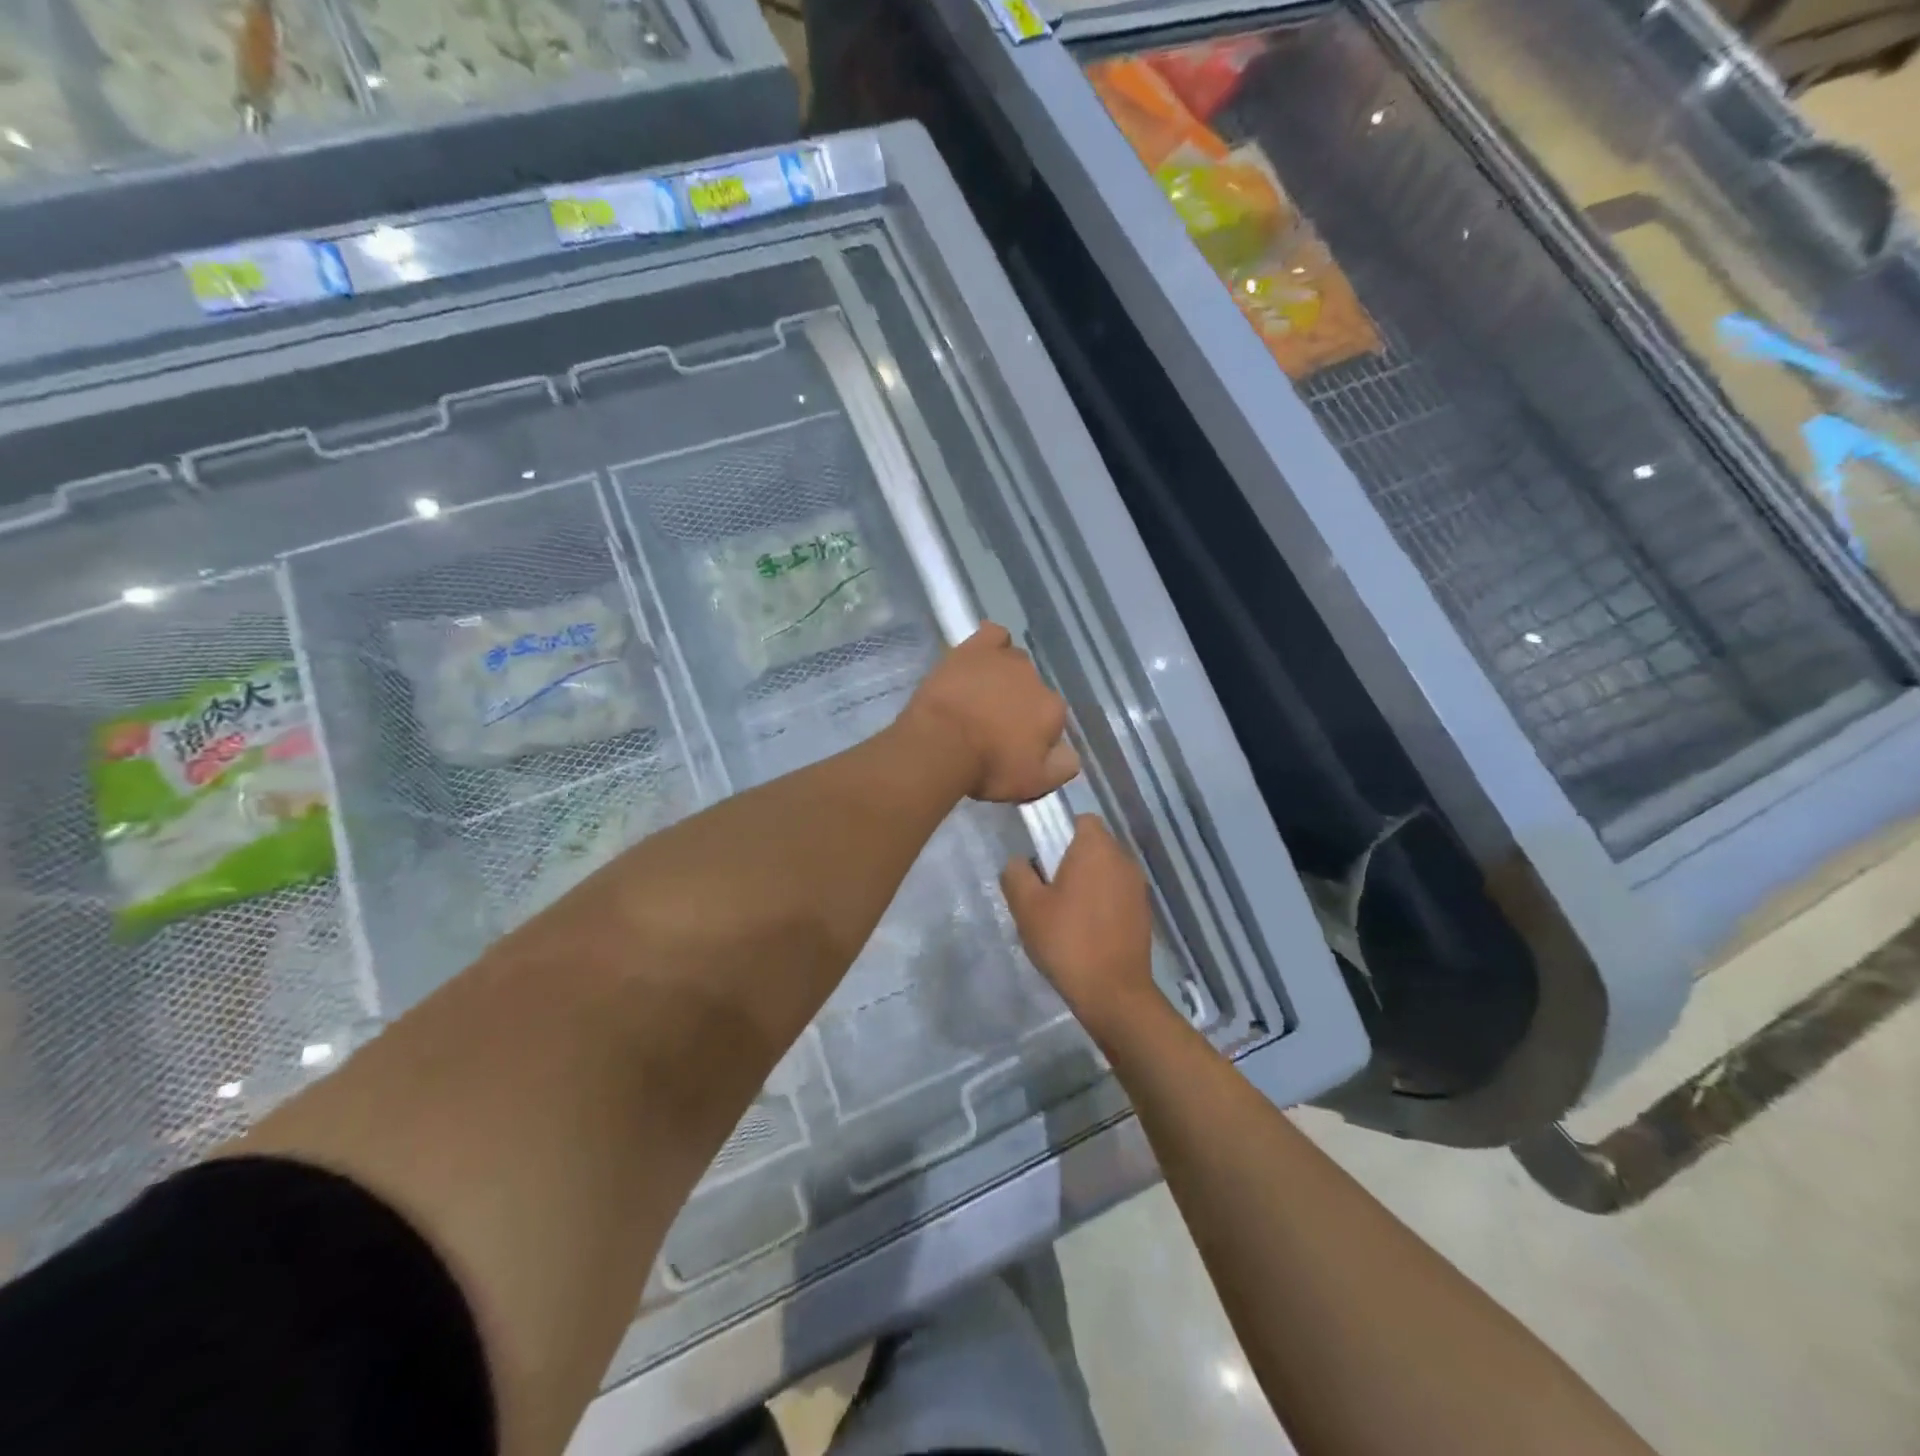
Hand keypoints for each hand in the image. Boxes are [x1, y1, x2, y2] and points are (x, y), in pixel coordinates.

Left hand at [902, 623, 1079, 803]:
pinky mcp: (976, 648)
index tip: (1014, 746)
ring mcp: (1006, 660)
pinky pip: (993, 634)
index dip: (1034, 733)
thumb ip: (1062, 767)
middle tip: (993, 724)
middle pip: (1033, 689)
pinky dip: (992, 643)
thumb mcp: (1033, 783)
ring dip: (1005, 676)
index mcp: (1053, 710)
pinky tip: (982, 656)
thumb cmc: (987, 767)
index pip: (1052, 718)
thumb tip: (1070, 753)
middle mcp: (1036, 679)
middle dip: (1019, 704)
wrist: (940, 744)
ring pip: (1015, 662)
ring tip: (981, 695)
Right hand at [1002, 814, 1156, 1030]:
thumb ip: (1016, 874)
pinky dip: (1102, 903)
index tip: (1043, 858)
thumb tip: (1020, 862)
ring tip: (1064, 914)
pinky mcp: (1144, 913)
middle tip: (1046, 890)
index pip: (1081, 819)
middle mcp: (1123, 860)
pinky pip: (1116, 894)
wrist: (1113, 992)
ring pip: (1105, 871)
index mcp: (1097, 848)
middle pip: (1093, 845)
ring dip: (1087, 883)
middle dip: (1070, 860)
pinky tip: (1085, 931)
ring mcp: (1138, 887)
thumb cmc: (1067, 940)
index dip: (1059, 832)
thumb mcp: (1027, 907)